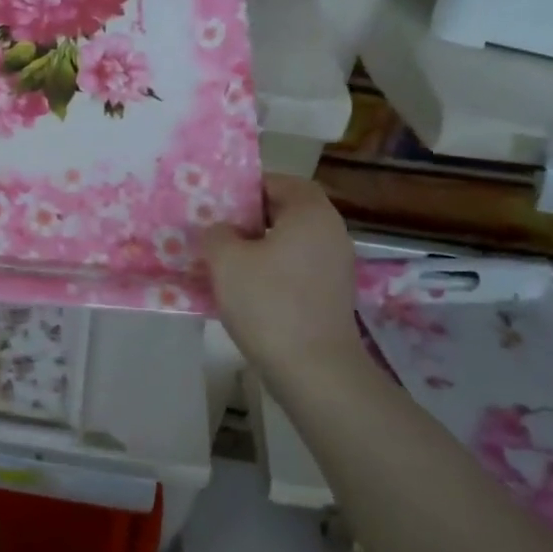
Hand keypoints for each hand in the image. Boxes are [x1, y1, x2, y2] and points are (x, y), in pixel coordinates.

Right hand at [203, 175, 362, 367]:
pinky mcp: (332, 295)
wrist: (313, 369)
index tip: (220, 202)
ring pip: (291, 243)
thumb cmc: (268, 303)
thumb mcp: (226, 260)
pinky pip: (297, 269)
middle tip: (216, 230)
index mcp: (311, 213)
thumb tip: (221, 231)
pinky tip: (246, 290)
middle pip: (287, 212)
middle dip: (250, 219)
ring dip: (260, 247)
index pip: (282, 182)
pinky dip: (273, 271)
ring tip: (225, 261)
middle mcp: (331, 233)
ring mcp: (336, 266)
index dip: (250, 187)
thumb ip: (217, 233)